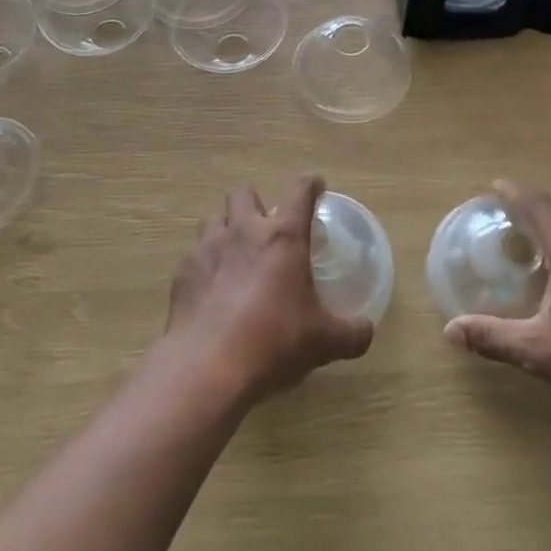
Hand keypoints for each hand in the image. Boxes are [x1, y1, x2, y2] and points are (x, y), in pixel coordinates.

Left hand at [163, 176, 373, 404]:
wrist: (208, 366)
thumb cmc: (274, 341)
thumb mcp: (324, 341)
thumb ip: (351, 333)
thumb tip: (367, 330)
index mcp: (283, 236)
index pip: (299, 191)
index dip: (310, 184)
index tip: (316, 185)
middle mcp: (243, 230)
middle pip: (244, 193)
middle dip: (256, 202)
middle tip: (267, 226)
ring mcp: (208, 248)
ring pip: (214, 218)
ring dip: (227, 227)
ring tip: (236, 252)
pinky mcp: (184, 271)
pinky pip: (195, 253)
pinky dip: (206, 263)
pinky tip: (212, 287)